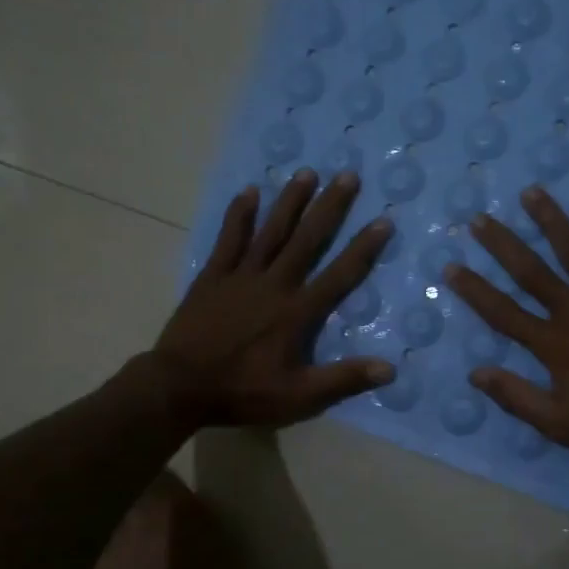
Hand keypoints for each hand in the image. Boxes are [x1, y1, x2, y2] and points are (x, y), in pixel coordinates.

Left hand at [156, 169, 392, 426]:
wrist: (179, 386)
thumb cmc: (242, 392)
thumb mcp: (298, 396)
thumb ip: (343, 379)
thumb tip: (389, 369)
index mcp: (296, 312)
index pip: (339, 275)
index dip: (363, 249)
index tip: (383, 221)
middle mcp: (273, 284)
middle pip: (307, 240)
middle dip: (330, 207)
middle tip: (348, 175)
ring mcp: (240, 276)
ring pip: (271, 231)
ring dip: (290, 201)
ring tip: (307, 172)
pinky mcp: (213, 277)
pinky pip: (229, 239)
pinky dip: (239, 215)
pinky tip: (249, 191)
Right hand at [445, 188, 568, 472]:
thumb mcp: (560, 425)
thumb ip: (516, 397)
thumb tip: (475, 372)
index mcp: (553, 344)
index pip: (503, 312)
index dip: (474, 290)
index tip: (451, 267)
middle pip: (531, 271)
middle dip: (502, 244)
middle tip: (479, 219)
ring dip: (552, 220)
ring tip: (532, 192)